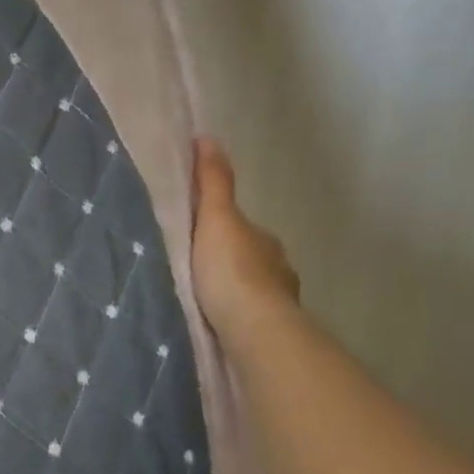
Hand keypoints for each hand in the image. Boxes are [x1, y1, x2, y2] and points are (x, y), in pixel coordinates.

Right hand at [191, 137, 299, 345]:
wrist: (254, 331)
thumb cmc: (232, 271)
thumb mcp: (217, 218)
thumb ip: (213, 183)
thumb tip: (208, 137)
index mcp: (266, 242)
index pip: (243, 229)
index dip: (222, 228)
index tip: (198, 236)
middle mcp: (278, 271)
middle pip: (248, 260)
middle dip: (228, 263)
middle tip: (195, 271)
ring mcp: (277, 305)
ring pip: (249, 292)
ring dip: (232, 294)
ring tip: (202, 301)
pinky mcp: (268, 335)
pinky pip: (247, 320)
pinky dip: (234, 318)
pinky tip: (216, 324)